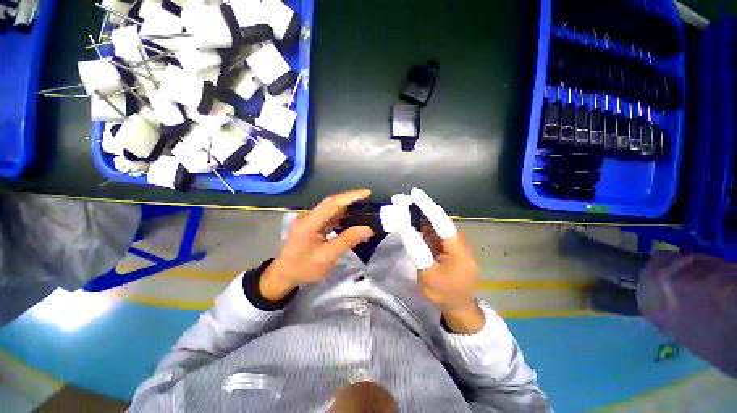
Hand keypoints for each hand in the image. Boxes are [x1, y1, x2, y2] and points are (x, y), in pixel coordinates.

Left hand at [260, 189, 374, 300]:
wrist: (284, 275)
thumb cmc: (303, 268)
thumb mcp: (327, 257)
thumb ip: (347, 241)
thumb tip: (368, 228)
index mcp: (309, 222)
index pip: (332, 203)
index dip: (350, 196)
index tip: (367, 193)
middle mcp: (308, 216)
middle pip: (332, 203)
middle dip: (351, 201)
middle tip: (369, 202)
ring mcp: (309, 220)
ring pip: (332, 210)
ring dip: (348, 209)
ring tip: (364, 211)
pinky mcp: (312, 224)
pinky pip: (330, 217)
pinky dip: (342, 218)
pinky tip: (352, 221)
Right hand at [410, 187, 483, 333]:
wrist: (457, 305)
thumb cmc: (443, 292)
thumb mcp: (428, 274)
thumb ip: (418, 250)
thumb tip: (406, 229)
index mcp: (458, 249)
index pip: (441, 222)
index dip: (427, 206)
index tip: (414, 193)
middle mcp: (457, 241)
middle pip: (439, 220)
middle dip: (422, 207)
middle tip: (404, 198)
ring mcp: (452, 243)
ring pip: (436, 224)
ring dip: (421, 214)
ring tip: (405, 205)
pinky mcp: (446, 246)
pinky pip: (434, 231)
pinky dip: (423, 224)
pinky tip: (412, 219)